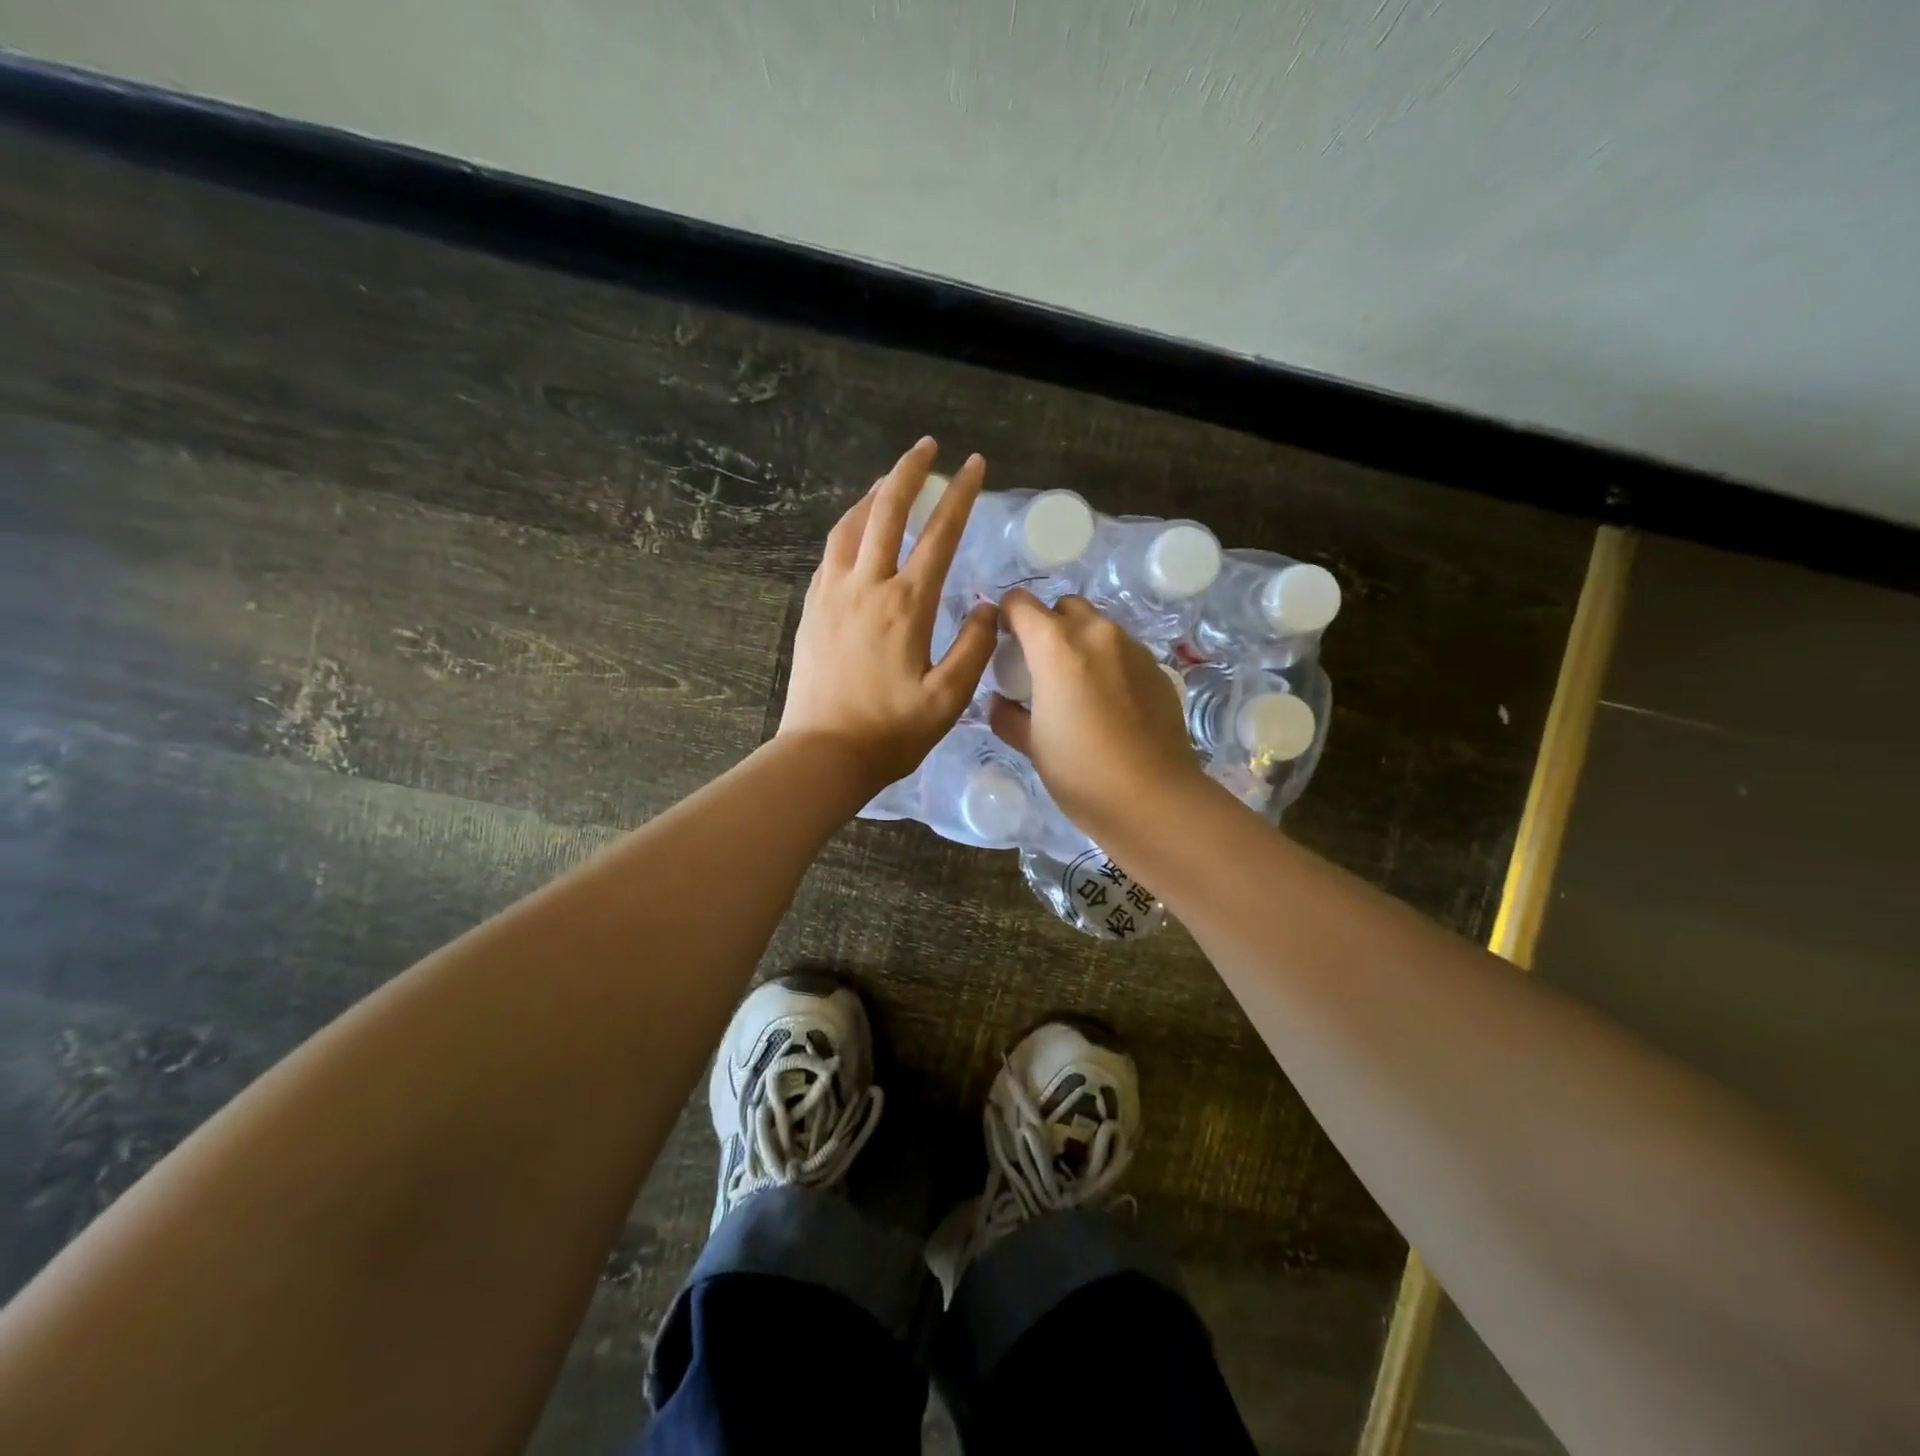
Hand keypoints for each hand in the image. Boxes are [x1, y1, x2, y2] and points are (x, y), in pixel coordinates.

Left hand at [778, 438, 996, 792]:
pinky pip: (831, 552)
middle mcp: (867, 586)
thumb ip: (973, 647)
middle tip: (927, 446)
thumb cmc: (891, 732)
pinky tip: (857, 529)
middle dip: (909, 471)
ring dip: (874, 494)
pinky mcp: (812, 609)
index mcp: (906, 604)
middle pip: (887, 510)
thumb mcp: (948, 698)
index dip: (960, 494)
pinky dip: (849, 527)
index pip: (939, 534)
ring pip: (851, 525)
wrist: (823, 754)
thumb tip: (985, 607)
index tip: (974, 464)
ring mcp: (833, 594)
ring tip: (891, 480)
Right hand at [989, 590, 1204, 830]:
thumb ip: (1008, 716)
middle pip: (1064, 607)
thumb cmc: (1080, 771)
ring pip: (1097, 628)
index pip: (1020, 603)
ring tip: (1076, 687)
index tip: (1003, 644)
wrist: (1153, 799)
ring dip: (1080, 644)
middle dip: (1047, 626)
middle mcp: (1097, 633)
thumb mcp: (1032, 745)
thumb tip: (1000, 703)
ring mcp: (1133, 649)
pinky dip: (1108, 664)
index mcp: (1056, 645)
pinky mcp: (1158, 670)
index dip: (1006, 618)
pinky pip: (1123, 652)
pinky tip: (1109, 704)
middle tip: (1039, 667)